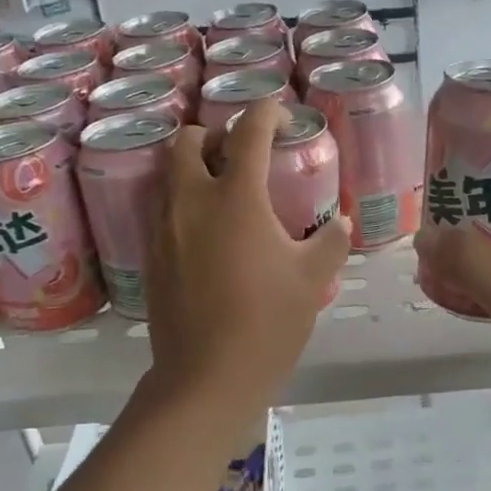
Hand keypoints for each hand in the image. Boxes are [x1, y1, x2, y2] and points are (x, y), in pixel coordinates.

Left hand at [145, 100, 350, 424]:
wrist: (207, 377)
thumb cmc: (268, 322)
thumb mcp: (313, 279)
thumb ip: (332, 241)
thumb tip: (340, 223)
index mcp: (235, 197)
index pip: (248, 132)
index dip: (267, 113)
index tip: (283, 118)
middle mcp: (191, 201)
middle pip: (188, 140)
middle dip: (215, 134)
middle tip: (243, 154)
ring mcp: (163, 228)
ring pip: (169, 174)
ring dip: (194, 167)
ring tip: (224, 190)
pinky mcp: (150, 255)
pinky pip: (163, 209)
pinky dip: (184, 202)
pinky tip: (209, 233)